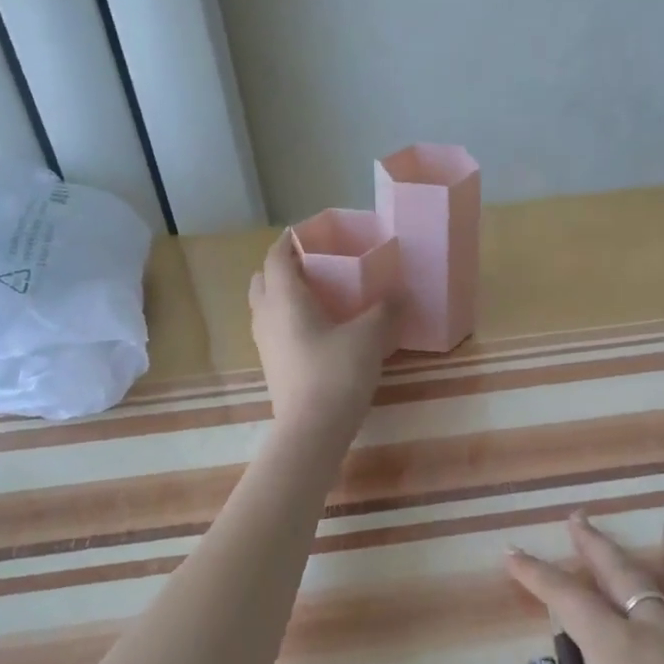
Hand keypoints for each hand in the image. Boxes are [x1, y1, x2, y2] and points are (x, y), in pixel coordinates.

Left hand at [249, 234, 397, 434]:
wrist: (312, 430)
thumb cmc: (336, 372)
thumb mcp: (369, 336)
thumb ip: (385, 310)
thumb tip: (399, 294)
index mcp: (284, 298)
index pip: (277, 256)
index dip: (291, 240)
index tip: (310, 233)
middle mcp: (266, 315)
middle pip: (263, 279)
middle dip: (284, 267)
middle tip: (315, 266)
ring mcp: (265, 344)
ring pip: (266, 306)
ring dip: (284, 295)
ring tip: (319, 297)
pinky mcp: (272, 366)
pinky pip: (275, 329)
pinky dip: (289, 320)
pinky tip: (319, 330)